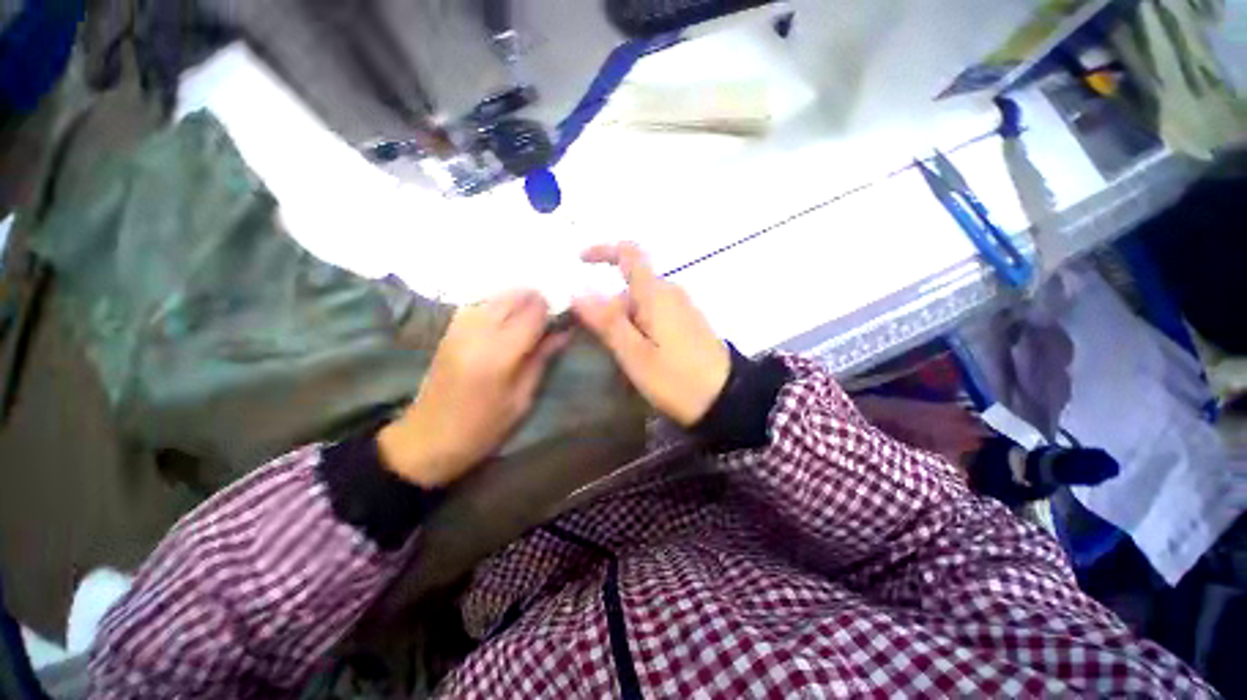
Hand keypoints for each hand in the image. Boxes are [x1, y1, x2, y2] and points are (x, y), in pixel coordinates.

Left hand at [378, 290, 567, 486]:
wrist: (428, 437)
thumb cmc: (483, 427)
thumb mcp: (522, 398)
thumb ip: (542, 358)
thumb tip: (565, 332)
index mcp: (498, 354)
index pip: (533, 312)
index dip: (552, 311)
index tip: (562, 321)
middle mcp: (477, 331)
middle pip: (515, 295)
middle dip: (537, 301)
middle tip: (548, 320)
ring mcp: (460, 326)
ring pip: (498, 295)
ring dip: (519, 301)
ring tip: (530, 321)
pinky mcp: (450, 327)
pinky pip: (482, 302)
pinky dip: (500, 305)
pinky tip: (506, 321)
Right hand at [572, 243, 729, 426]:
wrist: (727, 399)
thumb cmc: (677, 379)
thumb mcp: (635, 354)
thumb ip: (607, 321)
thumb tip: (577, 290)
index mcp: (656, 294)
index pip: (629, 254)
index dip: (602, 251)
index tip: (579, 262)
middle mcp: (670, 293)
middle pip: (629, 288)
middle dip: (608, 309)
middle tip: (595, 344)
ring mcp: (682, 308)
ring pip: (641, 305)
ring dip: (623, 324)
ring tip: (616, 357)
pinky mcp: (688, 323)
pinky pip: (655, 316)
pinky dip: (639, 329)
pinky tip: (637, 357)